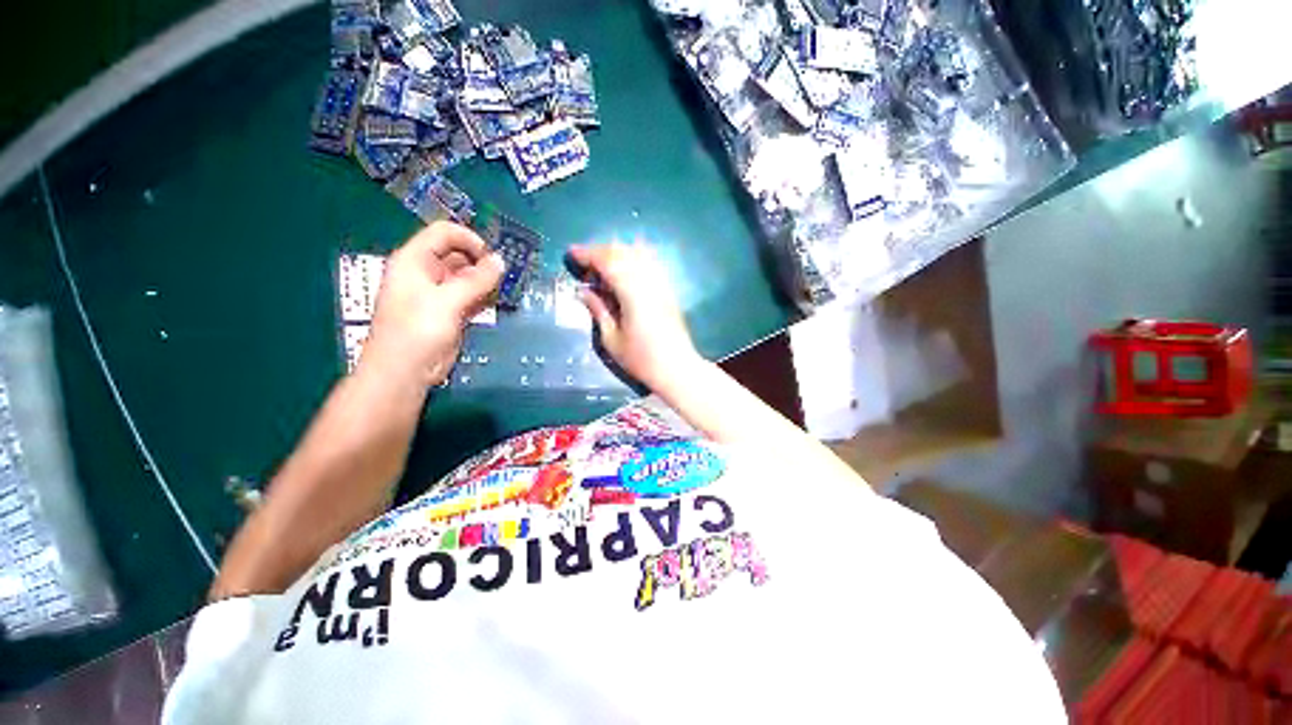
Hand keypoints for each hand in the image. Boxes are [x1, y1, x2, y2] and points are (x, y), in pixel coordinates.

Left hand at [362, 222, 503, 387]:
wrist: (406, 371)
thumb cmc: (417, 331)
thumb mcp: (447, 301)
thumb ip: (476, 280)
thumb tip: (501, 260)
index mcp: (415, 260)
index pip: (445, 233)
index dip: (470, 240)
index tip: (493, 258)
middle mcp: (427, 272)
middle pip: (460, 254)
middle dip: (483, 262)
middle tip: (506, 275)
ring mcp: (440, 293)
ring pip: (469, 277)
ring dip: (487, 281)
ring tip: (504, 289)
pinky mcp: (452, 311)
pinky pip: (472, 295)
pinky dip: (484, 296)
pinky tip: (496, 301)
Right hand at [569, 242, 701, 388]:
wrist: (677, 368)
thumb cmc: (642, 359)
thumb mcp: (612, 340)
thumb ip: (598, 311)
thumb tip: (583, 291)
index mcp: (632, 293)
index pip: (608, 261)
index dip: (588, 254)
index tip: (571, 254)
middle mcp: (648, 282)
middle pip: (623, 253)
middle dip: (600, 251)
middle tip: (584, 261)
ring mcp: (661, 284)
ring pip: (638, 253)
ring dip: (617, 252)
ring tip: (602, 263)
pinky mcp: (668, 290)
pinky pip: (650, 262)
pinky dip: (634, 258)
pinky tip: (626, 267)